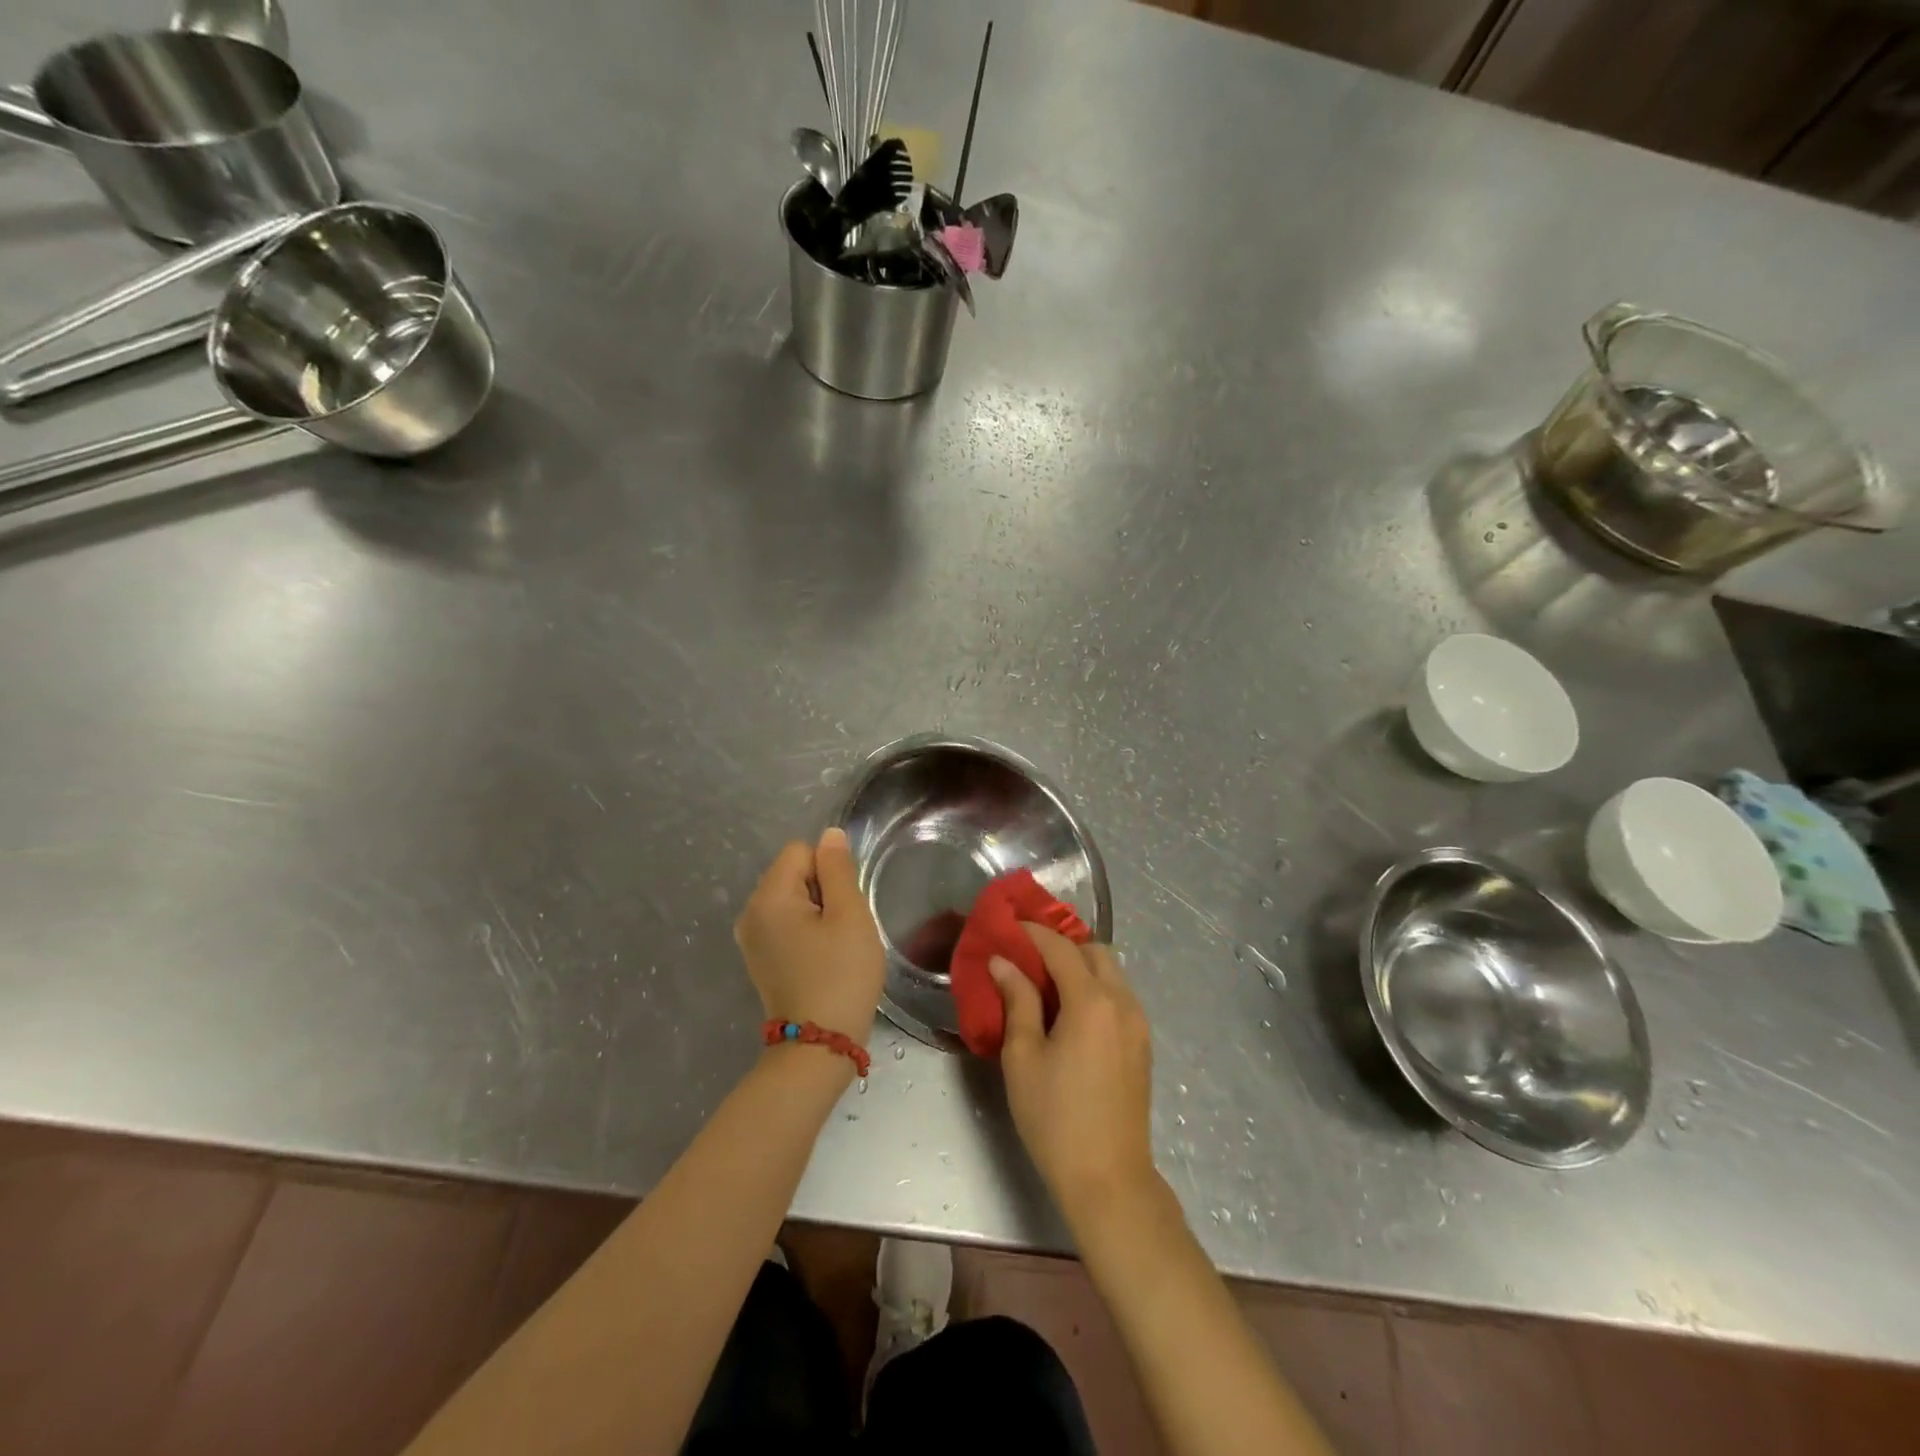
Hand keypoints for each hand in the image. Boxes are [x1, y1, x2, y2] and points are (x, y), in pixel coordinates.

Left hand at [735, 827, 884, 1045]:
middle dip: (823, 891)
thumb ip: (838, 869)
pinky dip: (807, 933)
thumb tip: (829, 835)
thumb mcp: (849, 915)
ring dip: (817, 913)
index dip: (829, 870)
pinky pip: (786, 924)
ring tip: (834, 946)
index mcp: (768, 897)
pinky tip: (822, 959)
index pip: (801, 851)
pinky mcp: (760, 959)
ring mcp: (751, 939)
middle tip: (841, 929)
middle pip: (793, 873)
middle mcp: (750, 913)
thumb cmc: (840, 975)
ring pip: (792, 900)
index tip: (842, 906)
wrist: (818, 1045)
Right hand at [993, 925, 1158, 1223]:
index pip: (1061, 948)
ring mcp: (1138, 1024)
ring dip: (1080, 966)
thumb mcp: (1024, 1057)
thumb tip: (1002, 962)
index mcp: (1092, 1002)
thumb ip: (1018, 1001)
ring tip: (1045, 983)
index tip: (1009, 925)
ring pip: (1112, 973)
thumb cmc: (1055, 1118)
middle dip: (1062, 945)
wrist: (1109, 1180)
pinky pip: (1119, 997)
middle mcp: (1123, 1002)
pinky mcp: (1142, 1045)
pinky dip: (1095, 988)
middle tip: (1028, 956)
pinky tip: (1069, 1012)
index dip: (1033, 932)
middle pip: (1095, 952)